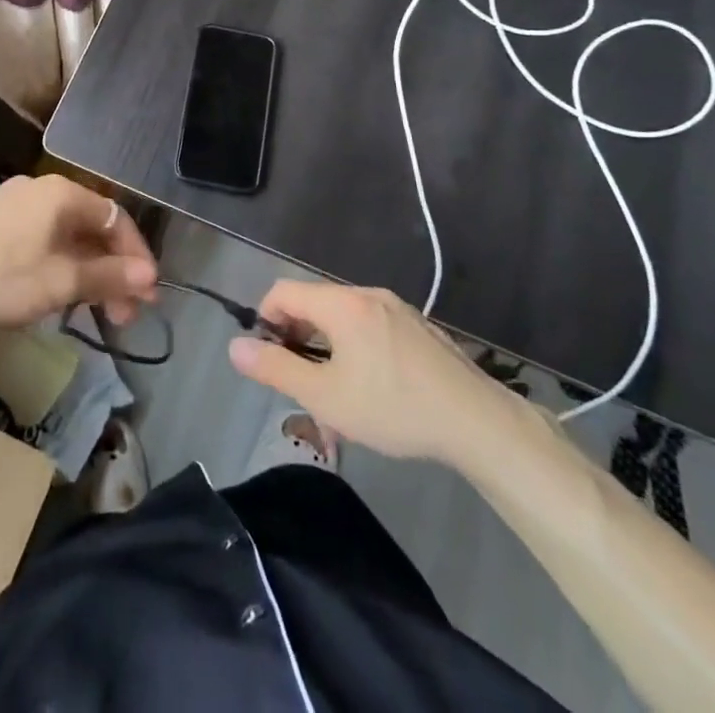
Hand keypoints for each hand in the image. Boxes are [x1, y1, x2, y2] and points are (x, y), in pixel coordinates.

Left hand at [0, 174, 157, 337]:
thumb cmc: (0, 276)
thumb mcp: (60, 282)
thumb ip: (108, 276)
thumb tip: (150, 276)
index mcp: (63, 193)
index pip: (116, 218)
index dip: (136, 256)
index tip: (147, 295)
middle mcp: (42, 189)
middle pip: (91, 227)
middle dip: (112, 270)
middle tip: (124, 314)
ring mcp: (15, 203)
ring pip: (66, 236)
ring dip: (86, 272)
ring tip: (92, 310)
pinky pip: (41, 239)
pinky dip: (59, 266)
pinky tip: (55, 294)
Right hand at [228, 279, 530, 465]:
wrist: (478, 422)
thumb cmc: (394, 408)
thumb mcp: (326, 397)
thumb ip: (276, 369)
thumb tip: (236, 346)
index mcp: (341, 304)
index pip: (283, 291)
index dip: (265, 319)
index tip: (270, 360)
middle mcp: (366, 294)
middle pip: (313, 304)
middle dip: (298, 341)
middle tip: (301, 386)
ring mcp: (396, 309)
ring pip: (343, 320)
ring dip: (327, 352)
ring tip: (336, 400)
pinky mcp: (418, 327)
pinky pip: (370, 328)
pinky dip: (356, 350)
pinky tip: (373, 393)